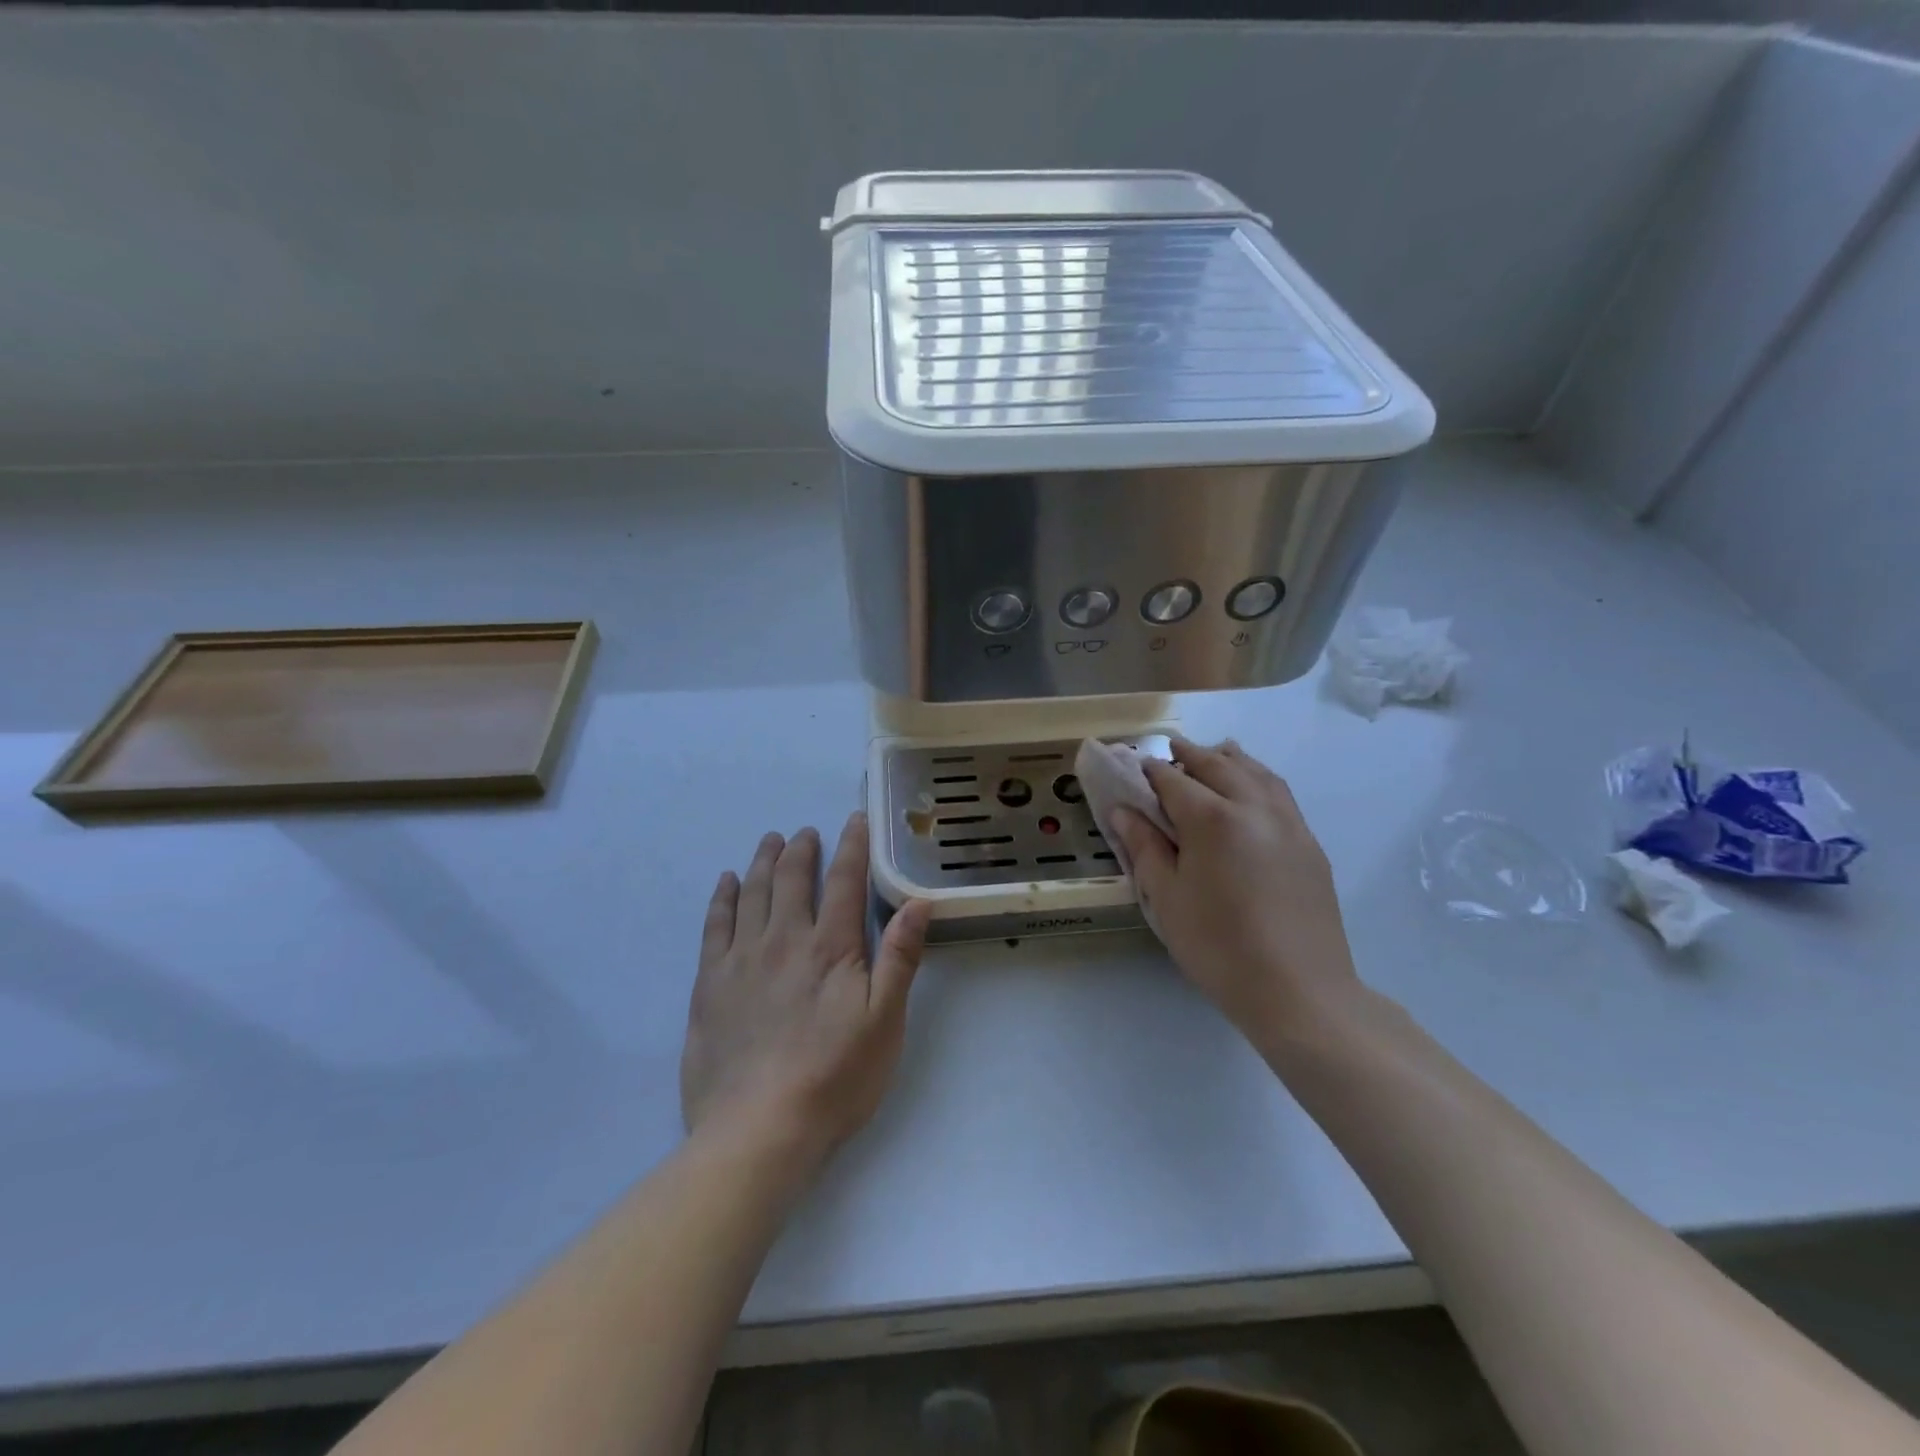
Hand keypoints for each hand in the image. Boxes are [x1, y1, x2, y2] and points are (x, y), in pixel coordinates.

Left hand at [681, 812, 932, 1170]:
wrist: (758, 1131)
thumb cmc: (834, 1078)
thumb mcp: (885, 1022)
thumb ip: (899, 957)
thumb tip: (918, 901)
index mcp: (830, 947)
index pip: (843, 880)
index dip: (850, 845)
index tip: (853, 819)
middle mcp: (783, 939)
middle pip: (791, 878)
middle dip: (801, 848)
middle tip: (806, 832)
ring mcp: (741, 959)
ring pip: (751, 892)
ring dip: (762, 861)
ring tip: (770, 841)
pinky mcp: (709, 984)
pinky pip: (714, 924)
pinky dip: (721, 897)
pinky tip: (726, 882)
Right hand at [1107, 740, 1361, 1053]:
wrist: (1299, 992)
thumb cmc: (1219, 947)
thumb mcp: (1167, 898)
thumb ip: (1144, 847)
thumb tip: (1122, 810)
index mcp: (1212, 819)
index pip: (1173, 780)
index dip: (1150, 771)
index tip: (1134, 768)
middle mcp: (1253, 807)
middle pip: (1217, 765)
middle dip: (1189, 754)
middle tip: (1169, 749)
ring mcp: (1288, 823)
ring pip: (1256, 772)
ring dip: (1229, 759)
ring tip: (1213, 754)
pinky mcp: (1309, 844)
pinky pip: (1279, 794)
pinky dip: (1258, 778)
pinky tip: (1251, 790)